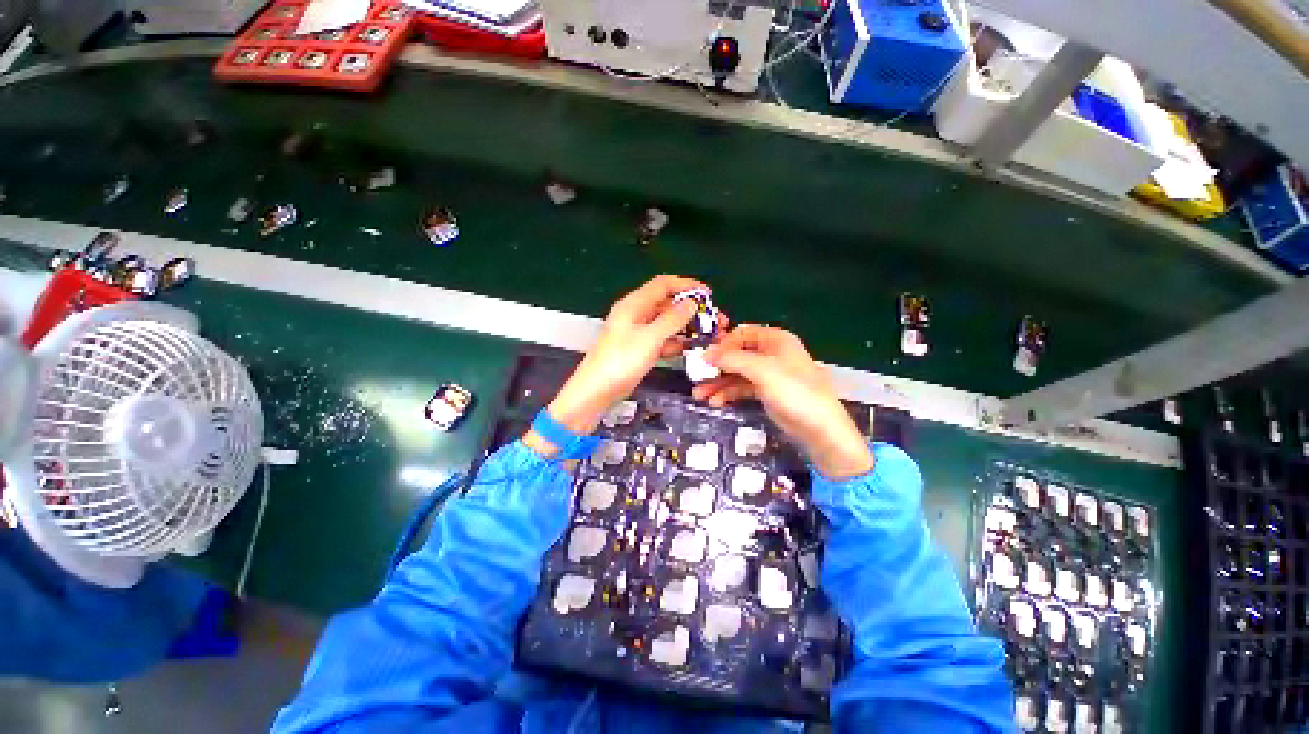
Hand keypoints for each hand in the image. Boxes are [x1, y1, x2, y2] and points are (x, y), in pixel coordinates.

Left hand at [539, 275, 708, 444]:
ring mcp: (637, 333)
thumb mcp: (649, 339)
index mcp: (634, 305)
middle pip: (667, 304)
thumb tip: (691, 303)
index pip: (663, 285)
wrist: (595, 393)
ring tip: (709, 335)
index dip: (686, 285)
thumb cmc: (620, 363)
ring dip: (687, 327)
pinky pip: (662, 340)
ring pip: (667, 323)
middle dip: (691, 310)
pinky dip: (676, 342)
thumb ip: (672, 320)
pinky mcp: (639, 350)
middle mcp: (636, 315)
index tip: (708, 294)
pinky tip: (691, 348)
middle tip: (715, 320)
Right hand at [694, 325, 872, 478]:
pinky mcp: (766, 392)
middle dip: (716, 367)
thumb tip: (705, 354)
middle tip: (696, 377)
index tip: (703, 357)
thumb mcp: (762, 371)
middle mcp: (771, 353)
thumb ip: (732, 359)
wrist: (820, 429)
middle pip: (736, 355)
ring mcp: (768, 374)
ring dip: (718, 383)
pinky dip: (728, 394)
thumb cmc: (794, 392)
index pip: (741, 333)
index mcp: (775, 339)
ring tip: (699, 395)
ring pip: (737, 373)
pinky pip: (742, 388)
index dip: (722, 343)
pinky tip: (715, 402)